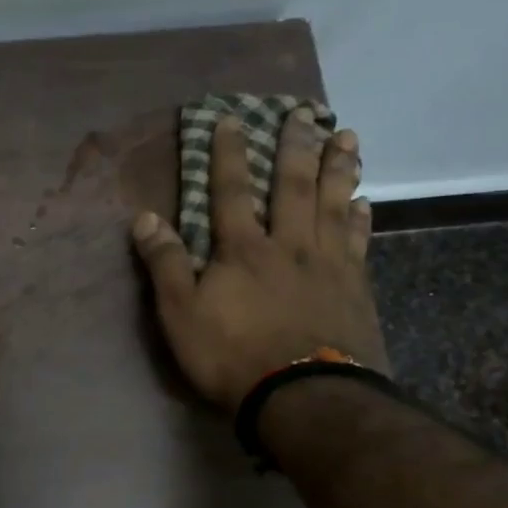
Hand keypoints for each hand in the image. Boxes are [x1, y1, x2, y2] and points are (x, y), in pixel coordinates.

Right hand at [130, 110, 387, 413]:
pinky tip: (363, 201)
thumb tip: (144, 217)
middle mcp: (288, 245)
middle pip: (293, 186)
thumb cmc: (232, 355)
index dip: (229, 154)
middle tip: (302, 112)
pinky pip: (358, 241)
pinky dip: (360, 217)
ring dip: (338, 168)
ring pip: (334, 204)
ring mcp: (327, 264)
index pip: (232, 191)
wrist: (302, 394)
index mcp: (242, 249)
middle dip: (294, 147)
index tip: (231, 119)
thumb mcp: (180, 314)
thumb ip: (165, 264)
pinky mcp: (355, 288)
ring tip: (346, 136)